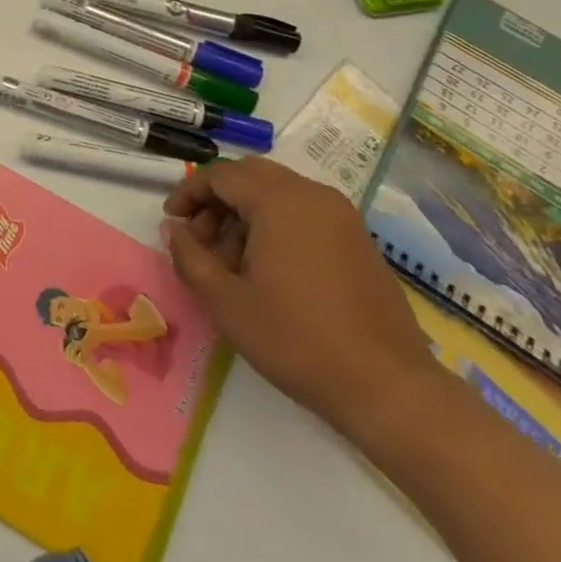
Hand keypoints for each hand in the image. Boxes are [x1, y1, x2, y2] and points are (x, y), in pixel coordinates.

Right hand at [161, 157, 440, 438]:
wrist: (388, 386)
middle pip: (251, 176)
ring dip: (245, 213)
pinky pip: (304, 212)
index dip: (189, 193)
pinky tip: (269, 270)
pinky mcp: (358, 239)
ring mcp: (341, 216)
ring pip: (278, 192)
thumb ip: (190, 257)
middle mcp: (312, 195)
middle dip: (218, 200)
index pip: (221, 175)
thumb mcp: (226, 302)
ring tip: (232, 262)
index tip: (172, 221)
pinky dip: (276, 225)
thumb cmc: (297, 340)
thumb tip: (174, 229)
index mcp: (279, 200)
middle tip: (199, 238)